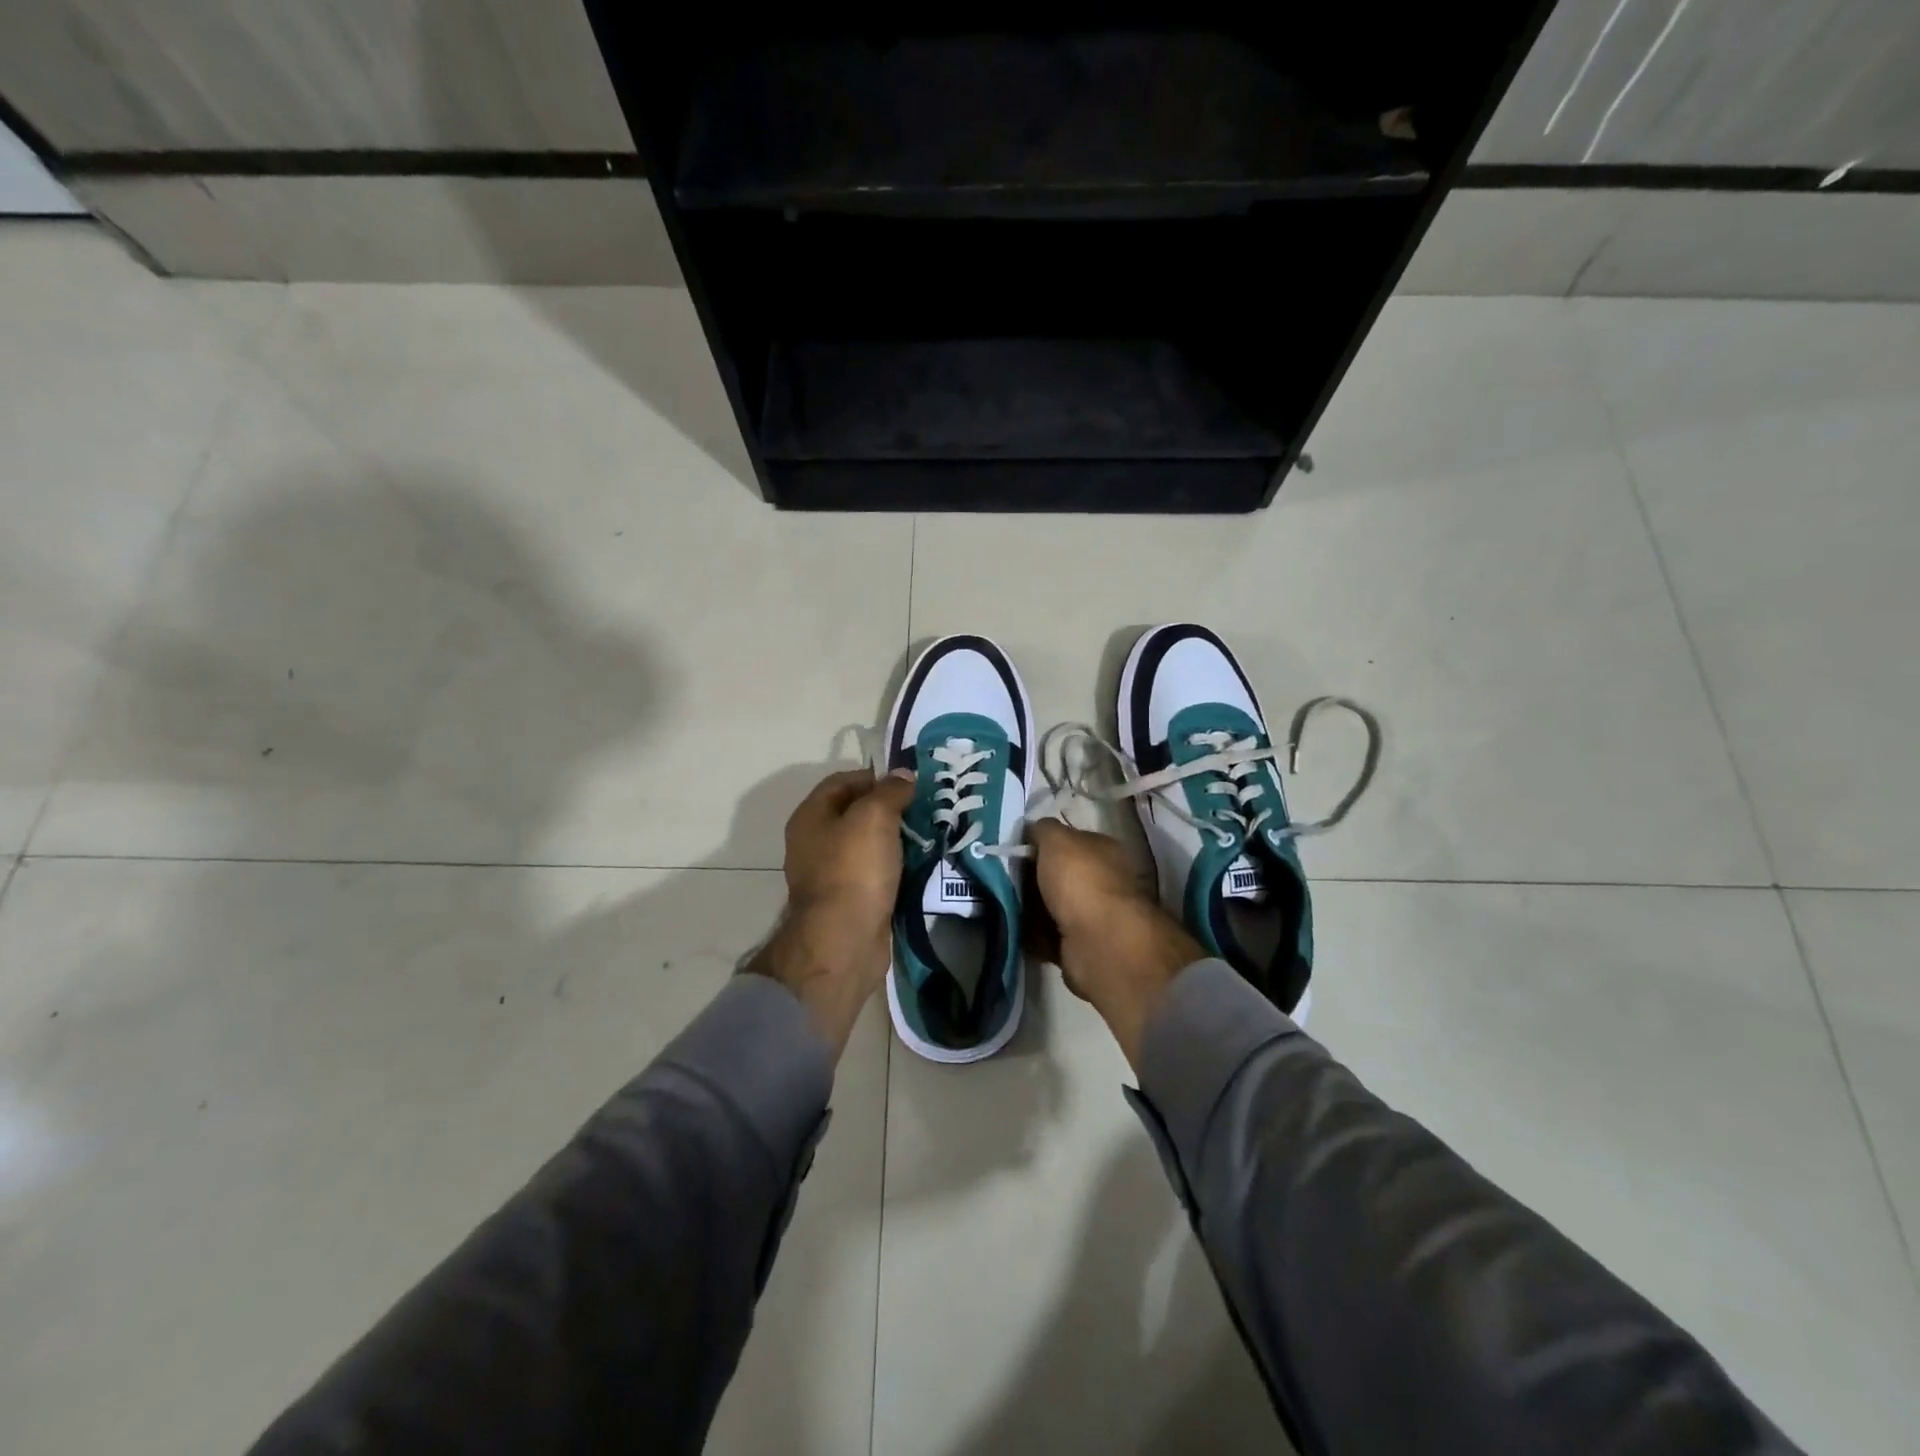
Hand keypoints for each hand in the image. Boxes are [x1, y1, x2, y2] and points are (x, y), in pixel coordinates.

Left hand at [749, 767, 916, 1053]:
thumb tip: (903, 775)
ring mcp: (829, 874)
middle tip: (923, 806)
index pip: (842, 782)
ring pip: (866, 844)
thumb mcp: (874, 817)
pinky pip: (873, 872)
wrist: (844, 940)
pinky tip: (917, 865)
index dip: (874, 776)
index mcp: (810, 817)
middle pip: (854, 813)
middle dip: (888, 807)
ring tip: (927, 833)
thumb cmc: (854, 870)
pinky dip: (893, 866)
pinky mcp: (848, 901)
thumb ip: (890, 791)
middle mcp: (814, 842)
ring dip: (894, 838)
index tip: (908, 782)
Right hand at [1027, 819, 1203, 1069]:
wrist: (1097, 942)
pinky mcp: (1080, 945)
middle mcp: (1103, 880)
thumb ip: (1044, 829)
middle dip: (1032, 877)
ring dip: (1030, 907)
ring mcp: (1093, 915)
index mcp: (1104, 849)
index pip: (1070, 840)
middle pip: (1059, 874)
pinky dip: (1032, 934)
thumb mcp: (1057, 839)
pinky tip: (1015, 928)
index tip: (1015, 848)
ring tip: (1003, 902)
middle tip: (1004, 877)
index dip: (1043, 843)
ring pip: (1051, 905)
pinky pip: (1048, 935)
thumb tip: (1035, 829)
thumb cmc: (1080, 880)